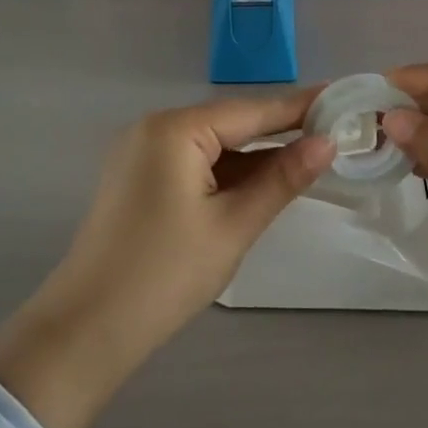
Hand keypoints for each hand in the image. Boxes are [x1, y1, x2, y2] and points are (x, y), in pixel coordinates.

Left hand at [0, 89, 333, 427]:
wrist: (86, 331)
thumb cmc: (166, 275)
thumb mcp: (233, 225)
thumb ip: (282, 179)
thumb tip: (327, 143)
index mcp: (175, 130)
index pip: (251, 111)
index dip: (300, 107)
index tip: (342, 97)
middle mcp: (155, 129)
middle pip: (231, 123)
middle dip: (280, 131)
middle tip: (334, 130)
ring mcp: (141, 153)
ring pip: (213, 145)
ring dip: (255, 155)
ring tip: (308, 155)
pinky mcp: (138, 179)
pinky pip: (194, 163)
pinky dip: (227, 172)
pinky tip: (261, 180)